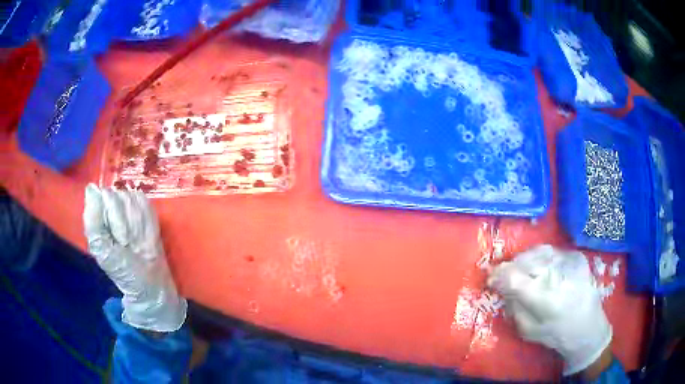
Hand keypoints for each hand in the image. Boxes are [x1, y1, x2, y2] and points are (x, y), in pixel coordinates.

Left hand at [83, 184, 185, 331]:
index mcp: (96, 214)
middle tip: (125, 242)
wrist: (149, 280)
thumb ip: (93, 221)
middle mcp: (110, 205)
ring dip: (134, 222)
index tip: (115, 238)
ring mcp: (128, 205)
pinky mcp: (145, 207)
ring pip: (130, 198)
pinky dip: (144, 217)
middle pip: (116, 196)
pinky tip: (144, 232)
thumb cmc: (122, 268)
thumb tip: (91, 188)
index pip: (102, 197)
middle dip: (122, 222)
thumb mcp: (102, 250)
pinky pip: (143, 201)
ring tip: (134, 240)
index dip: (109, 216)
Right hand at [487, 245, 611, 375]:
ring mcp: (570, 262)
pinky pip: (551, 250)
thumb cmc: (556, 335)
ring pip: (537, 251)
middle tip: (505, 277)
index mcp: (544, 299)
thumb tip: (503, 287)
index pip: (514, 277)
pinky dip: (540, 257)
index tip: (491, 279)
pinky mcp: (577, 256)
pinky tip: (539, 268)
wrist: (588, 327)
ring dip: (524, 260)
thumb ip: (514, 306)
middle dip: (510, 268)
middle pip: (524, 261)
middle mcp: (558, 276)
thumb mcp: (528, 330)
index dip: (498, 275)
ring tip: (521, 271)